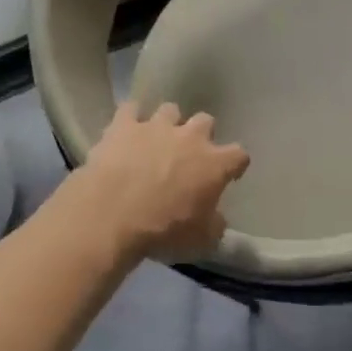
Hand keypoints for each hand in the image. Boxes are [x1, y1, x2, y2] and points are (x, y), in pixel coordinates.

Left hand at [72, 102, 249, 261]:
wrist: (112, 216)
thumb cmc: (164, 231)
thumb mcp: (202, 241)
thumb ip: (215, 224)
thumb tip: (216, 218)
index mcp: (214, 164)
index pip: (239, 154)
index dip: (235, 164)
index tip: (229, 175)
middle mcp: (190, 137)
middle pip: (206, 121)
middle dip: (201, 135)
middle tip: (189, 154)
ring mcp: (156, 127)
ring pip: (170, 110)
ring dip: (168, 124)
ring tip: (157, 140)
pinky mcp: (123, 126)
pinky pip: (130, 109)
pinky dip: (130, 118)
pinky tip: (126, 129)